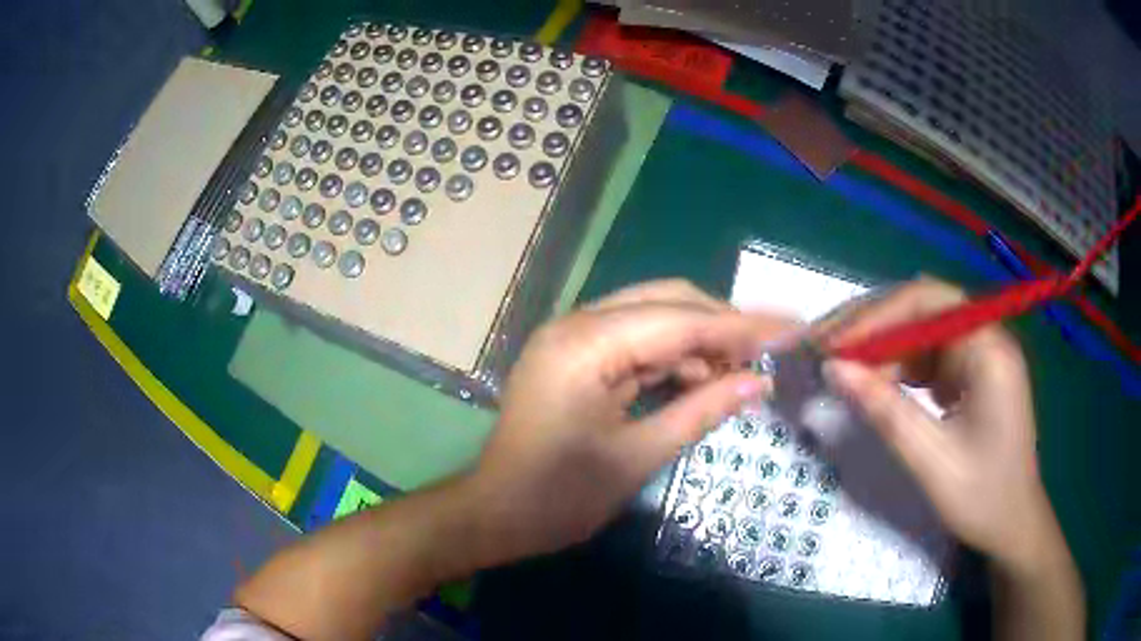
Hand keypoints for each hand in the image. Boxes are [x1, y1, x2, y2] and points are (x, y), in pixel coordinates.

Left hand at [465, 280, 788, 563]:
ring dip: (699, 341)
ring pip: (652, 317)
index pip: (682, 320)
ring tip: (741, 373)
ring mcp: (572, 337)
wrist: (495, 515)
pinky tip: (701, 378)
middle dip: (722, 326)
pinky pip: (634, 341)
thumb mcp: (637, 457)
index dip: (742, 327)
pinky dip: (671, 357)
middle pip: (666, 302)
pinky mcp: (574, 355)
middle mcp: (577, 324)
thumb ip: (701, 411)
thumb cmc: (559, 498)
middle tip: (770, 353)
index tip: (792, 330)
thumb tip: (760, 383)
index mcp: (586, 345)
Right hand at [821, 278, 1058, 567]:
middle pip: (922, 308)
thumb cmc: (982, 497)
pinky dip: (899, 366)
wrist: (1012, 524)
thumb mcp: (931, 461)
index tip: (832, 345)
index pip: (927, 303)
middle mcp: (985, 338)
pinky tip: (880, 385)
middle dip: (873, 325)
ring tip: (845, 370)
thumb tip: (834, 369)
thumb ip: (885, 411)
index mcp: (989, 350)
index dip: (876, 316)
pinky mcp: (971, 372)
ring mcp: (979, 354)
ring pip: (921, 330)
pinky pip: (929, 355)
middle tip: (825, 348)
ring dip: (883, 347)